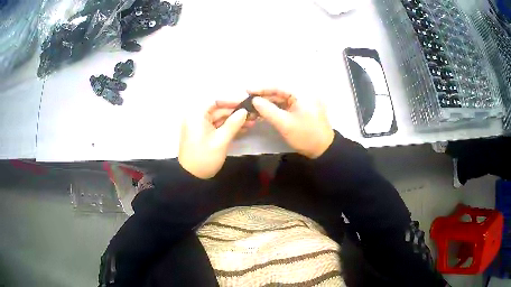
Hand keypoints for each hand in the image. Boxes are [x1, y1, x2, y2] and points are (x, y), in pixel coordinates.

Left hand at [179, 102, 250, 178]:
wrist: (191, 177)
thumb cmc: (204, 157)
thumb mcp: (220, 140)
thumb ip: (233, 124)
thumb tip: (245, 111)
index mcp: (197, 115)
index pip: (216, 101)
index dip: (232, 100)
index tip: (247, 102)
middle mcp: (197, 117)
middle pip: (219, 110)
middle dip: (236, 112)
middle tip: (253, 114)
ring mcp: (200, 126)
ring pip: (220, 118)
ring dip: (235, 120)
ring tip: (252, 123)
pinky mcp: (204, 134)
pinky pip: (218, 126)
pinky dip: (229, 127)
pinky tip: (244, 129)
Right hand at [251, 89, 334, 158]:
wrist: (324, 150)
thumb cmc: (306, 136)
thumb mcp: (285, 124)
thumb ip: (268, 110)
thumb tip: (254, 100)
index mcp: (302, 93)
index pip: (278, 86)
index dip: (261, 88)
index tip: (246, 89)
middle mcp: (303, 94)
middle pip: (279, 92)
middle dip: (263, 96)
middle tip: (247, 100)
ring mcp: (303, 102)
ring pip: (281, 99)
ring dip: (267, 103)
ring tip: (252, 107)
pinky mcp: (302, 109)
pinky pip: (285, 106)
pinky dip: (275, 109)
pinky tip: (263, 112)